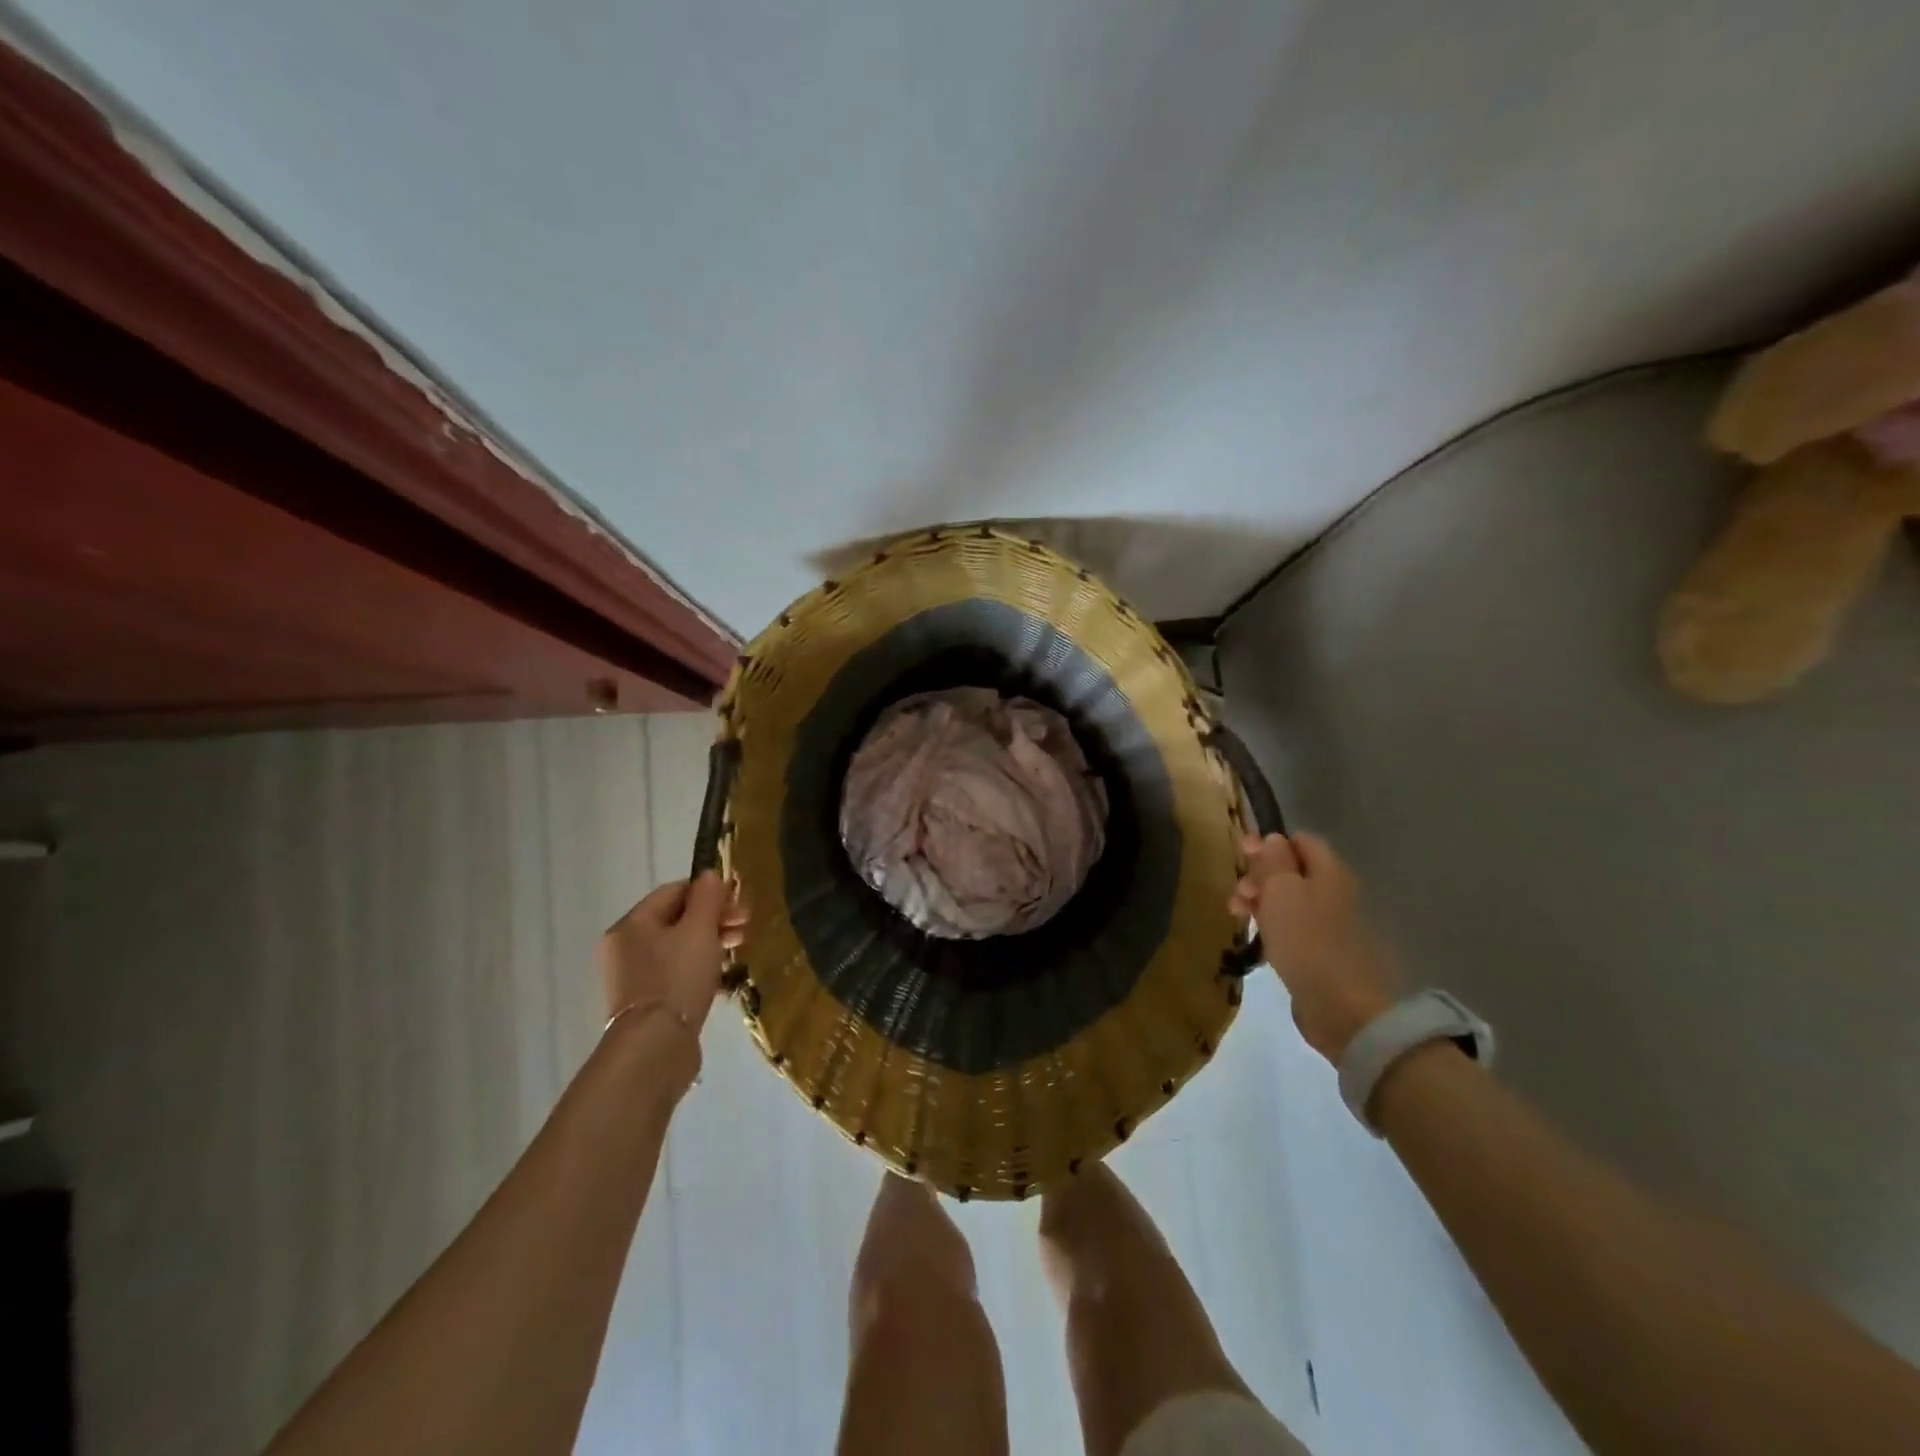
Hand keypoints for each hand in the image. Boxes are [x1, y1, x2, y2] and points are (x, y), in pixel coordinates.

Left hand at [597, 872, 746, 1032]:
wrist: (655, 1047)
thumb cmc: (677, 978)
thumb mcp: (699, 930)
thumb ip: (707, 898)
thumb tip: (710, 874)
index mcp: (631, 924)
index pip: (674, 891)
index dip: (709, 892)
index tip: (739, 902)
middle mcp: (625, 947)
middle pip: (676, 919)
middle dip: (714, 918)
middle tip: (745, 925)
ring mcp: (633, 977)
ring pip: (677, 947)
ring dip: (710, 941)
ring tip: (738, 948)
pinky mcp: (646, 1002)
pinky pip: (675, 972)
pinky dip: (699, 967)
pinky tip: (722, 976)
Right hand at [1229, 832, 1398, 1063]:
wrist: (1343, 1007)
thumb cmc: (1308, 940)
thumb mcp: (1281, 890)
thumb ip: (1274, 860)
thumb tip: (1273, 839)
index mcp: (1329, 872)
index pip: (1301, 841)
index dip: (1270, 842)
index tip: (1241, 854)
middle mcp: (1333, 893)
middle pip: (1293, 871)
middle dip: (1260, 875)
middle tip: (1237, 891)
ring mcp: (1329, 926)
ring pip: (1289, 901)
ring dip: (1260, 901)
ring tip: (1236, 915)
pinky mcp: (1321, 954)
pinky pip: (1292, 929)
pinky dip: (1272, 927)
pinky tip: (1257, 939)